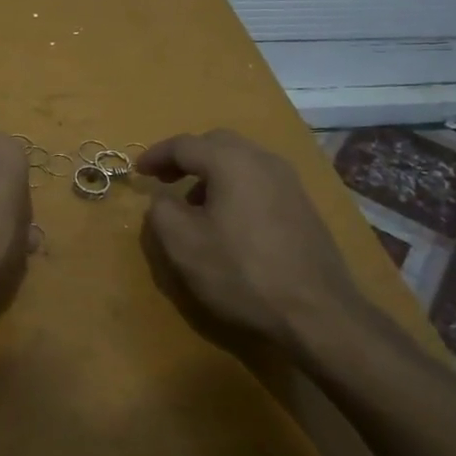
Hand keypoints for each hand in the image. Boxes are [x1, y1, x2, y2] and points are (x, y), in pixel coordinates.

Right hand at [137, 129, 391, 369]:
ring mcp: (289, 182)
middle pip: (216, 143)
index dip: (156, 155)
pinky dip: (235, 186)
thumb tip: (163, 198)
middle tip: (165, 180)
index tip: (138, 173)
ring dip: (212, 173)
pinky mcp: (303, 205)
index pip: (184, 144)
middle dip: (186, 158)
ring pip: (241, 160)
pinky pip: (259, 180)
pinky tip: (229, 221)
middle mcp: (263, 160)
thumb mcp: (183, 244)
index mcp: (231, 162)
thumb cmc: (241, 272)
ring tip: (195, 205)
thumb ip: (161, 211)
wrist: (317, 312)